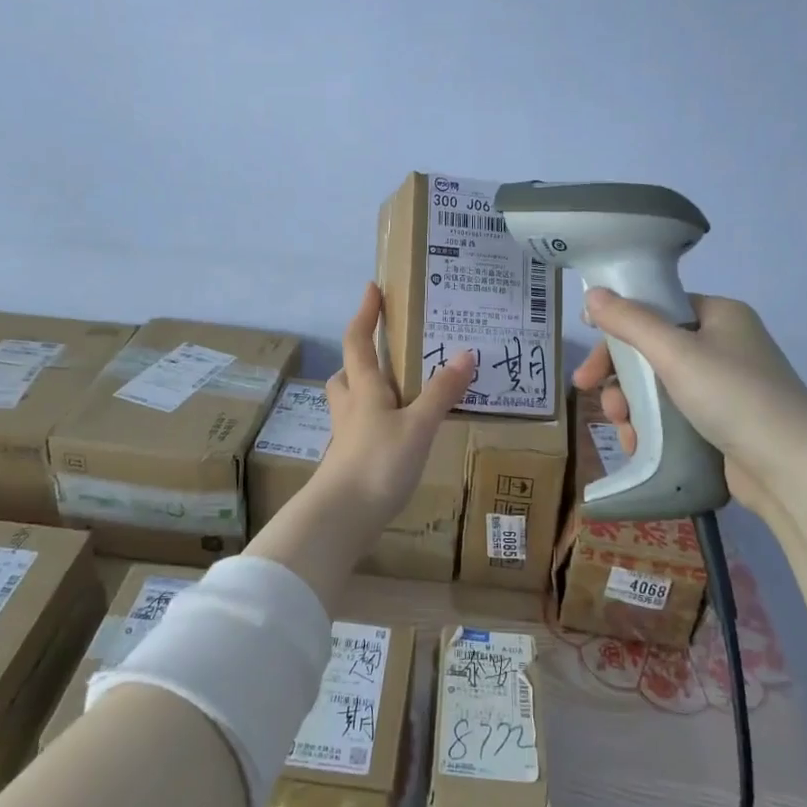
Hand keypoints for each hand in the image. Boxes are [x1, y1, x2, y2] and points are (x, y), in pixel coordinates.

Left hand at [312, 282, 476, 531]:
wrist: (341, 517)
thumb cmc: (378, 462)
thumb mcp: (418, 425)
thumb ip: (440, 392)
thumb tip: (465, 354)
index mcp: (364, 388)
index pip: (358, 340)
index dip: (364, 313)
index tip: (372, 289)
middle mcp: (350, 407)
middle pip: (346, 373)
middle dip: (360, 358)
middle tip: (386, 353)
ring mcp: (346, 436)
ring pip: (350, 402)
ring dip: (365, 391)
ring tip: (397, 393)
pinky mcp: (349, 461)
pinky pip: (360, 428)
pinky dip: (375, 422)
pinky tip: (397, 435)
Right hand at [571, 289, 806, 518]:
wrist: (792, 471)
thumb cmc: (734, 397)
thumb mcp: (675, 353)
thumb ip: (630, 321)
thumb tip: (592, 293)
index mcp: (719, 315)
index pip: (656, 308)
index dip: (617, 327)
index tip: (588, 347)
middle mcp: (723, 344)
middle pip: (652, 349)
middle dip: (618, 374)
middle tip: (588, 392)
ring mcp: (725, 385)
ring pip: (658, 385)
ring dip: (630, 404)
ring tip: (622, 429)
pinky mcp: (723, 422)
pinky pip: (673, 413)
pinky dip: (651, 425)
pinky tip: (638, 443)